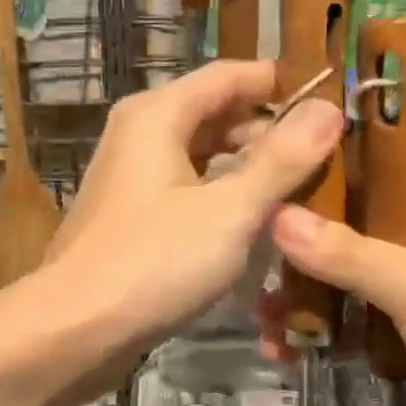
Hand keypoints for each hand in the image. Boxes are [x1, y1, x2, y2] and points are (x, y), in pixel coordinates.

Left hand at [41, 60, 344, 358]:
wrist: (74, 329)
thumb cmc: (154, 262)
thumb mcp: (230, 210)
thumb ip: (281, 160)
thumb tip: (329, 109)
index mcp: (158, 115)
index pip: (230, 76)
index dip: (280, 85)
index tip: (332, 103)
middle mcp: (140, 135)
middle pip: (215, 115)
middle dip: (268, 132)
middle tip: (325, 157)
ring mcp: (132, 178)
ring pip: (202, 157)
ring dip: (247, 170)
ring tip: (301, 191)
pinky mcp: (131, 218)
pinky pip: (187, 191)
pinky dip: (221, 198)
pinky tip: (254, 224)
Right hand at [267, 178, 405, 405]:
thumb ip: (344, 253)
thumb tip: (273, 216)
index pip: (363, 183)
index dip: (309, 199)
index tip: (256, 218)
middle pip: (352, 238)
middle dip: (302, 269)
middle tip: (253, 292)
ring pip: (357, 283)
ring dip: (315, 307)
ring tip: (267, 332)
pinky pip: (371, 318)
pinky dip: (339, 333)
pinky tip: (296, 351)